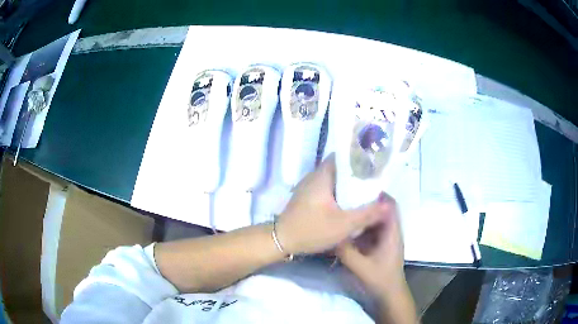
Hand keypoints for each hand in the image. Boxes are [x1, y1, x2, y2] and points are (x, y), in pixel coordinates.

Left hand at [276, 153, 393, 254]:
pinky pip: (328, 188)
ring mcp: (309, 187)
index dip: (359, 157)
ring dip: (349, 183)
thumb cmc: (312, 230)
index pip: (342, 156)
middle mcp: (314, 176)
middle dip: (357, 172)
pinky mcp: (307, 197)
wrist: (282, 241)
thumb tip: (389, 205)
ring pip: (334, 179)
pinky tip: (351, 202)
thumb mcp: (343, 224)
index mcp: (322, 176)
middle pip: (340, 168)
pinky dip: (340, 192)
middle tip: (376, 179)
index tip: (375, 163)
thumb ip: (367, 214)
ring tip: (367, 189)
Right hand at [336, 200, 405, 299]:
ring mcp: (386, 239)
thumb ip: (345, 250)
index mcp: (391, 232)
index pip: (390, 205)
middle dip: (368, 202)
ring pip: (376, 220)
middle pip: (382, 210)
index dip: (379, 194)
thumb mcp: (360, 265)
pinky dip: (362, 227)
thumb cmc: (380, 278)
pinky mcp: (380, 245)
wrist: (389, 293)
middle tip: (349, 196)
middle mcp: (390, 232)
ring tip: (347, 208)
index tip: (362, 186)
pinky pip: (371, 231)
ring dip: (364, 214)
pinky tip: (348, 227)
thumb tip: (331, 234)